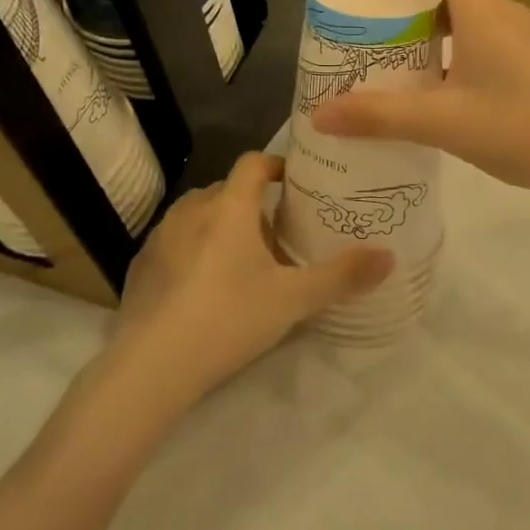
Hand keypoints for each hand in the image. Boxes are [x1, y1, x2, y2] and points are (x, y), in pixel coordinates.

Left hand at [113, 153, 390, 406]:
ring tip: (240, 262)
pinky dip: (191, 251)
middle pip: (226, 190)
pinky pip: (173, 243)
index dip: (275, 165)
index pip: (253, 163)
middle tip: (276, 236)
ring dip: (219, 227)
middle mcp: (191, 210)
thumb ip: (342, 276)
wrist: (153, 366)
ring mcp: (160, 237)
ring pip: (197, 216)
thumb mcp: (293, 300)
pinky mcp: (140, 266)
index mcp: (229, 206)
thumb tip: (389, 256)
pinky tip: (201, 288)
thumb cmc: (229, 318)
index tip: (294, 183)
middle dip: (251, 205)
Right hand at [312, 0, 529, 193]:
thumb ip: (379, 116)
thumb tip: (320, 114)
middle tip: (375, 7)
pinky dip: (452, 42)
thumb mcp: (441, 123)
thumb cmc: (517, 128)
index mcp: (484, 12)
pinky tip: (437, 81)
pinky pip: (483, 35)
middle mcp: (505, 14)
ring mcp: (523, 38)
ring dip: (433, 18)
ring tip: (397, 45)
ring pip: (470, 11)